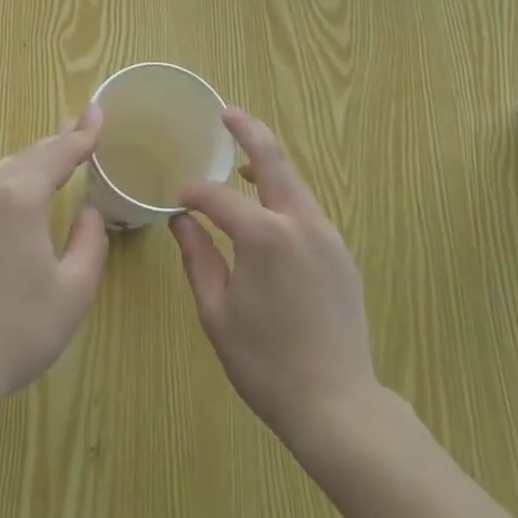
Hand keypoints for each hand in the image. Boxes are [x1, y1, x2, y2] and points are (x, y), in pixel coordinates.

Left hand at [0, 106, 109, 421]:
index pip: (59, 154)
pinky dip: (6, 185)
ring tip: (50, 158)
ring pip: (0, 171)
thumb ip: (90, 242)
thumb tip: (89, 212)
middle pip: (27, 156)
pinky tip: (12, 201)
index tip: (97, 111)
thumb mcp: (74, 291)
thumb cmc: (18, 329)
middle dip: (56, 140)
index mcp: (20, 199)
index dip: (82, 133)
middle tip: (79, 128)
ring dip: (29, 161)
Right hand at [171, 108, 377, 445]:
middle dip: (248, 131)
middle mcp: (300, 223)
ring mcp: (327, 236)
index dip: (193, 193)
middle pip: (273, 161)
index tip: (176, 200)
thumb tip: (181, 220)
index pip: (218, 197)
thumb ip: (198, 256)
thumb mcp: (216, 311)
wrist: (338, 405)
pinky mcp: (341, 253)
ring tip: (242, 160)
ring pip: (294, 183)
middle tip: (226, 112)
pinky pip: (307, 210)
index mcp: (264, 236)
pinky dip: (284, 196)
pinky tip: (269, 213)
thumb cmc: (265, 362)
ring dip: (268, 164)